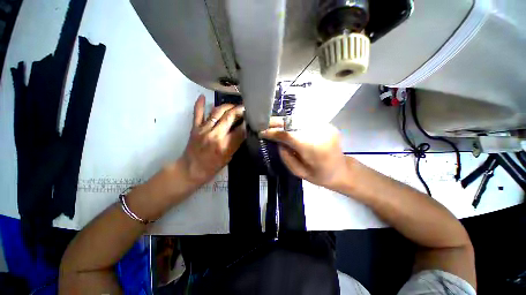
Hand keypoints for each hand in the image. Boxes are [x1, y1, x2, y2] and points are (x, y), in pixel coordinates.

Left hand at [180, 95, 244, 187]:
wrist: (190, 170)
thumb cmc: (212, 167)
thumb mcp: (228, 157)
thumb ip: (236, 143)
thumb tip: (244, 131)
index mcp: (225, 145)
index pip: (240, 130)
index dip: (247, 122)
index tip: (252, 117)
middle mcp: (215, 134)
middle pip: (230, 117)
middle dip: (239, 110)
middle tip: (245, 108)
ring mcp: (203, 129)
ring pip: (217, 112)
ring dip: (227, 106)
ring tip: (233, 106)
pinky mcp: (195, 128)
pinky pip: (197, 113)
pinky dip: (200, 104)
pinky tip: (203, 96)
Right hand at [260, 118, 348, 190]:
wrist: (341, 170)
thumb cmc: (320, 175)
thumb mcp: (299, 172)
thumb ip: (286, 156)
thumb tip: (277, 142)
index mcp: (313, 148)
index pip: (288, 135)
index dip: (274, 132)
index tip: (262, 132)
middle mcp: (320, 133)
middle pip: (294, 123)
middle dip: (277, 122)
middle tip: (265, 123)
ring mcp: (325, 127)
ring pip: (299, 119)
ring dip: (284, 121)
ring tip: (273, 123)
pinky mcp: (327, 125)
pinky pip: (306, 120)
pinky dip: (294, 122)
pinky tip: (287, 125)